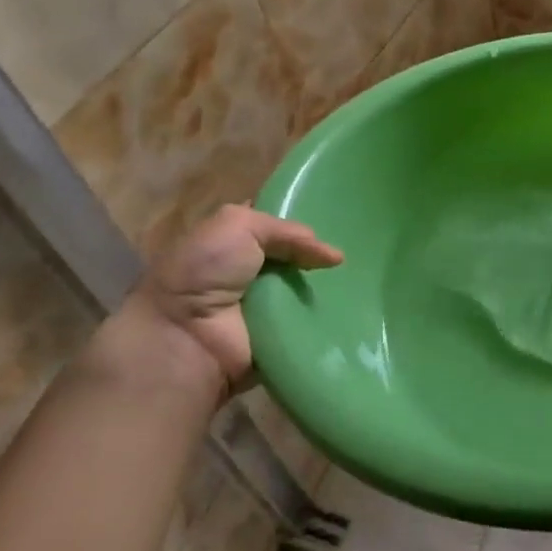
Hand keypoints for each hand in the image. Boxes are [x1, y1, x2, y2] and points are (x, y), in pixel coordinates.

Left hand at [95, 205, 342, 403]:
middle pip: (302, 255)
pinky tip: (354, 304)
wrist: (185, 337)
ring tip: (367, 275)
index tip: (341, 213)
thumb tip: (334, 256)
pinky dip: (331, 314)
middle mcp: (253, 271)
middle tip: (364, 245)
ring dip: (334, 285)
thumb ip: (287, 230)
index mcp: (236, 240)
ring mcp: (269, 305)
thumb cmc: (203, 272)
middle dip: (326, 253)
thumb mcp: (237, 225)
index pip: (280, 224)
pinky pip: (315, 320)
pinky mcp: (282, 335)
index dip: (307, 216)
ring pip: (313, 287)